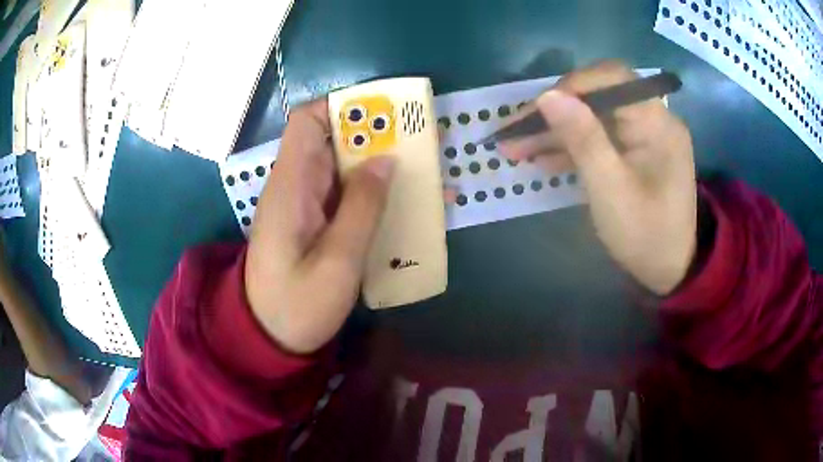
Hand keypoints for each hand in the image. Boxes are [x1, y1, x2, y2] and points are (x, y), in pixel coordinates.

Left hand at [244, 99, 395, 353]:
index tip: (384, 113)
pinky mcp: (313, 222)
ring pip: (342, 168)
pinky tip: (403, 205)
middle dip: (374, 137)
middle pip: (331, 141)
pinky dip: (372, 193)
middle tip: (419, 145)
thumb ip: (362, 208)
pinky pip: (344, 194)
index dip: (341, 108)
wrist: (269, 337)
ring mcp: (304, 204)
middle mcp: (295, 186)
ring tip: (422, 174)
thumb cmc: (298, 305)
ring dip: (379, 166)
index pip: (306, 122)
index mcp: (291, 186)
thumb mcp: (337, 262)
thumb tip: (386, 160)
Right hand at [500, 62, 696, 294]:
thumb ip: (583, 139)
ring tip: (516, 148)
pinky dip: (571, 147)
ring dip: (556, 131)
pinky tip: (542, 159)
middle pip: (598, 98)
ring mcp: (642, 136)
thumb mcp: (611, 190)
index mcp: (656, 122)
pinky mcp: (633, 152)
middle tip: (514, 131)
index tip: (536, 109)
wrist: (668, 270)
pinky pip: (599, 139)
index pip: (612, 78)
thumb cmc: (645, 234)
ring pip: (593, 119)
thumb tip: (547, 96)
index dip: (572, 85)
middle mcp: (652, 119)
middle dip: (555, 113)